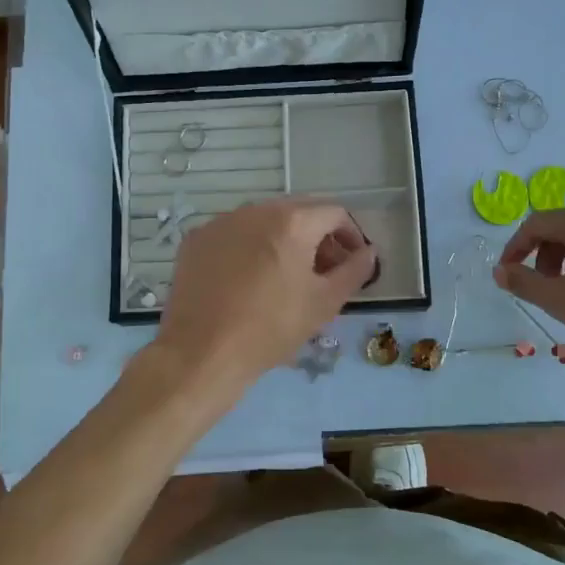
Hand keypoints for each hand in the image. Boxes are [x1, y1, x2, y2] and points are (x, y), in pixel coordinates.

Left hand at [154, 198, 376, 395]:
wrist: (201, 354)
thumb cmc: (271, 329)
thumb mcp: (324, 303)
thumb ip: (354, 271)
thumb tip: (368, 252)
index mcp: (291, 221)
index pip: (334, 213)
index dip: (351, 236)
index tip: (353, 263)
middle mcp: (255, 210)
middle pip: (299, 212)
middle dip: (318, 238)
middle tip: (324, 272)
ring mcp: (221, 222)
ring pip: (265, 221)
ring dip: (284, 241)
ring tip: (287, 277)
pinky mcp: (196, 239)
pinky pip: (235, 234)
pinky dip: (251, 248)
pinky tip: (250, 281)